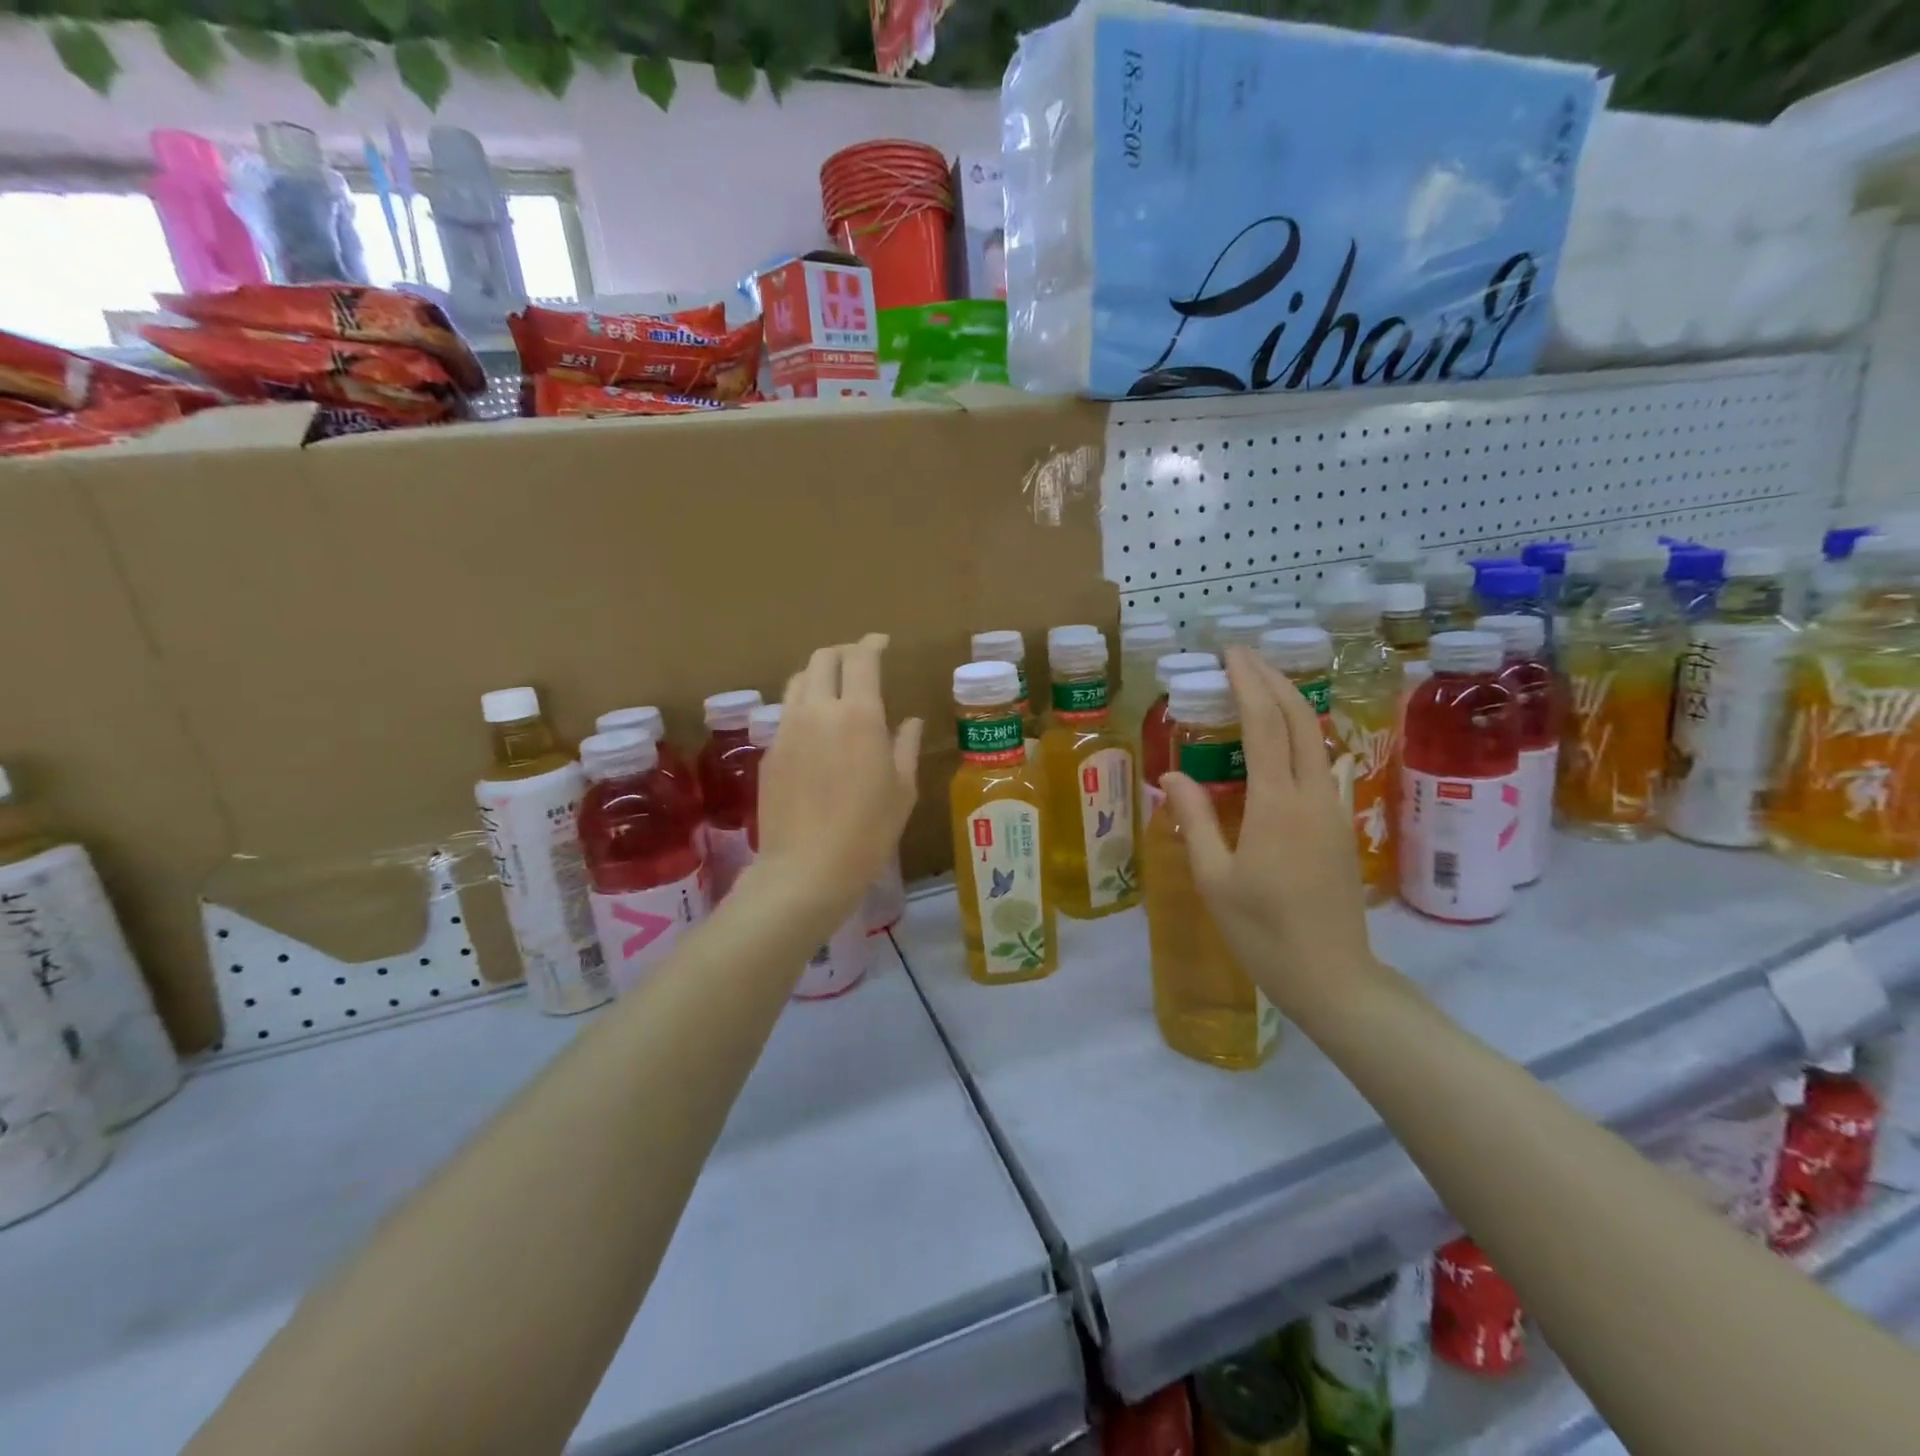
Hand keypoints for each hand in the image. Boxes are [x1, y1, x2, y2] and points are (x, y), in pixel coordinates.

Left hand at [750, 634, 921, 925]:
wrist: (806, 869)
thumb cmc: (868, 832)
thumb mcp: (902, 790)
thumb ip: (905, 746)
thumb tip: (910, 721)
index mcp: (859, 714)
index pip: (861, 659)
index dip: (871, 643)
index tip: (881, 642)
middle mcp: (818, 710)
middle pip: (822, 659)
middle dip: (843, 652)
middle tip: (859, 662)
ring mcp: (787, 729)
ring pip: (797, 681)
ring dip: (818, 674)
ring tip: (833, 689)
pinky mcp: (769, 751)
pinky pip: (786, 713)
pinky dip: (802, 706)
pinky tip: (815, 729)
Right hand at [1160, 647, 1379, 1016]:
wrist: (1333, 976)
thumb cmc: (1263, 931)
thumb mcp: (1214, 878)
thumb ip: (1195, 819)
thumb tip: (1172, 775)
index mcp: (1276, 804)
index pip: (1265, 725)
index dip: (1248, 683)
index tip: (1230, 654)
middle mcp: (1311, 795)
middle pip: (1300, 719)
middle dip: (1274, 679)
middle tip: (1244, 657)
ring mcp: (1332, 809)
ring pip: (1315, 738)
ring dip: (1290, 703)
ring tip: (1258, 687)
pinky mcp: (1339, 826)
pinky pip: (1318, 763)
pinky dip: (1297, 734)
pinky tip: (1279, 741)